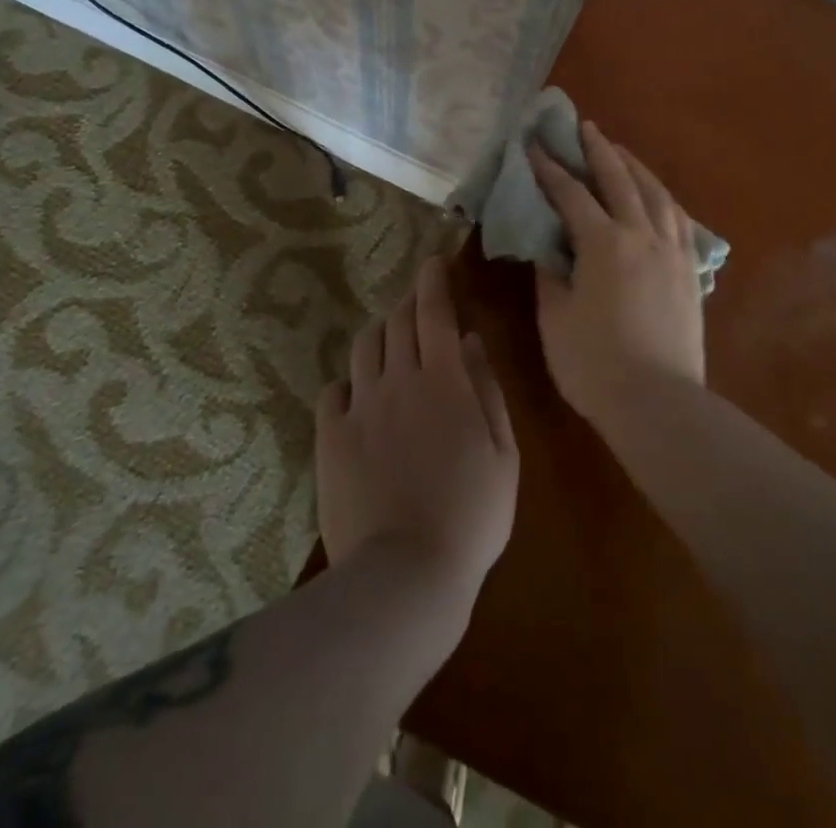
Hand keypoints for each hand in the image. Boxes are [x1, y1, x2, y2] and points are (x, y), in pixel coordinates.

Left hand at [315, 256, 518, 610]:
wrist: (406, 574)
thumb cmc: (472, 515)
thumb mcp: (503, 453)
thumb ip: (487, 390)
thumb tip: (472, 341)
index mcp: (444, 380)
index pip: (434, 311)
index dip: (434, 280)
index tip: (434, 262)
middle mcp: (398, 380)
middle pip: (397, 321)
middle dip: (409, 302)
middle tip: (418, 302)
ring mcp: (360, 407)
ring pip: (364, 347)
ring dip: (380, 334)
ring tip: (391, 344)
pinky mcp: (331, 437)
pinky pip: (333, 391)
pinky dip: (349, 382)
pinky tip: (358, 396)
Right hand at [529, 121, 704, 431]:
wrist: (658, 402)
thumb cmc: (594, 363)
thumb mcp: (555, 317)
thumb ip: (550, 273)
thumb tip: (547, 246)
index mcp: (604, 243)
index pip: (571, 194)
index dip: (550, 169)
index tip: (534, 147)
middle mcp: (642, 235)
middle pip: (620, 179)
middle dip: (598, 151)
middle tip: (584, 127)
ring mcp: (672, 251)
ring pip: (656, 194)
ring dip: (636, 168)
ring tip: (622, 153)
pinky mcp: (690, 271)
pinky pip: (678, 219)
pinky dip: (662, 198)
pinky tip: (657, 198)